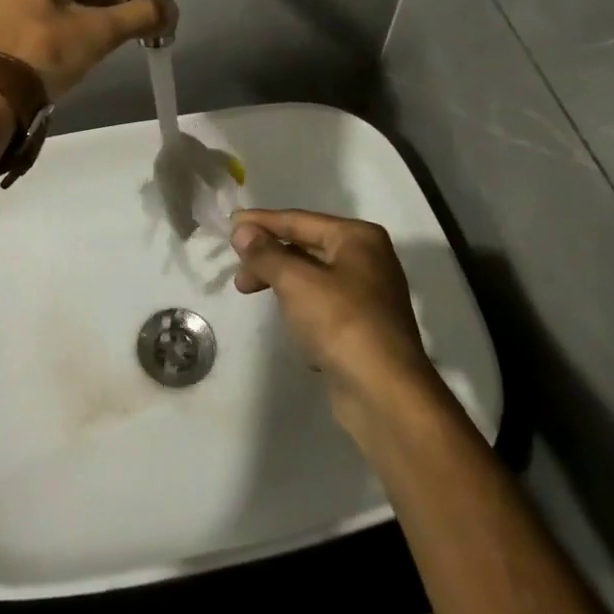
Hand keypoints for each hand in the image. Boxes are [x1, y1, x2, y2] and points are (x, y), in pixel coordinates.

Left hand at [0, 0, 168, 98]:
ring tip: (120, 37)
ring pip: (60, 6)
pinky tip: (89, 47)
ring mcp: (1, 4)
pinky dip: (68, 31)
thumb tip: (172, 9)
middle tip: (139, 22)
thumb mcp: (98, 31)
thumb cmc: (44, 50)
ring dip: (91, 19)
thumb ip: (138, 15)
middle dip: (109, 4)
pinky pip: (44, 22)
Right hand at [231, 209, 437, 430]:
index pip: (299, 220)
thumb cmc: (340, 322)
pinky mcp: (363, 327)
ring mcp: (368, 295)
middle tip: (238, 274)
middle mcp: (368, 259)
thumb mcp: (295, 281)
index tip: (229, 224)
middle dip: (269, 257)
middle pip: (306, 247)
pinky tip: (289, 326)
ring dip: (281, 282)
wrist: (384, 392)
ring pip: (312, 277)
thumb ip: (265, 253)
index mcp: (358, 237)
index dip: (262, 222)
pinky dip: (300, 308)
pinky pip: (322, 305)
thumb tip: (242, 231)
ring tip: (251, 293)